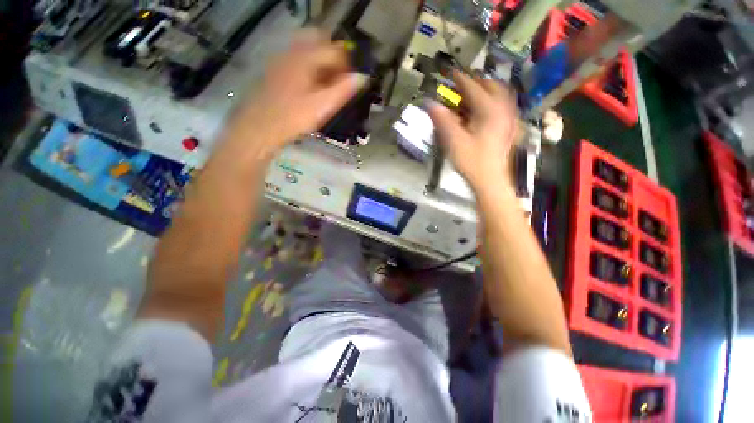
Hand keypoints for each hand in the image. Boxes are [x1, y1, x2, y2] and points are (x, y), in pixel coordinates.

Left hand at [225, 30, 367, 157]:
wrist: (260, 127)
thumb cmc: (293, 117)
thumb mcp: (323, 106)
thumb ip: (344, 90)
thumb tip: (363, 77)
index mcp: (306, 57)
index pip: (335, 50)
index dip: (348, 65)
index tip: (352, 84)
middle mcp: (293, 51)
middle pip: (320, 42)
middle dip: (334, 59)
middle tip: (340, 80)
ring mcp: (282, 60)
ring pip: (308, 51)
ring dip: (322, 63)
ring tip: (328, 86)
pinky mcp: (276, 71)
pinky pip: (298, 60)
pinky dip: (310, 68)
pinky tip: (312, 88)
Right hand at [427, 72, 518, 192]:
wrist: (490, 181)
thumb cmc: (472, 161)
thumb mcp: (453, 141)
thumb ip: (442, 120)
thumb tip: (430, 103)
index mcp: (489, 110)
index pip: (473, 87)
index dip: (460, 79)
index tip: (450, 72)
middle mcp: (503, 109)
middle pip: (491, 85)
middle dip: (475, 82)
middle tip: (460, 85)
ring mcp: (509, 118)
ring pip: (500, 94)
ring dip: (485, 90)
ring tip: (471, 96)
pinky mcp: (509, 127)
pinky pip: (503, 105)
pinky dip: (492, 101)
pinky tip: (483, 110)